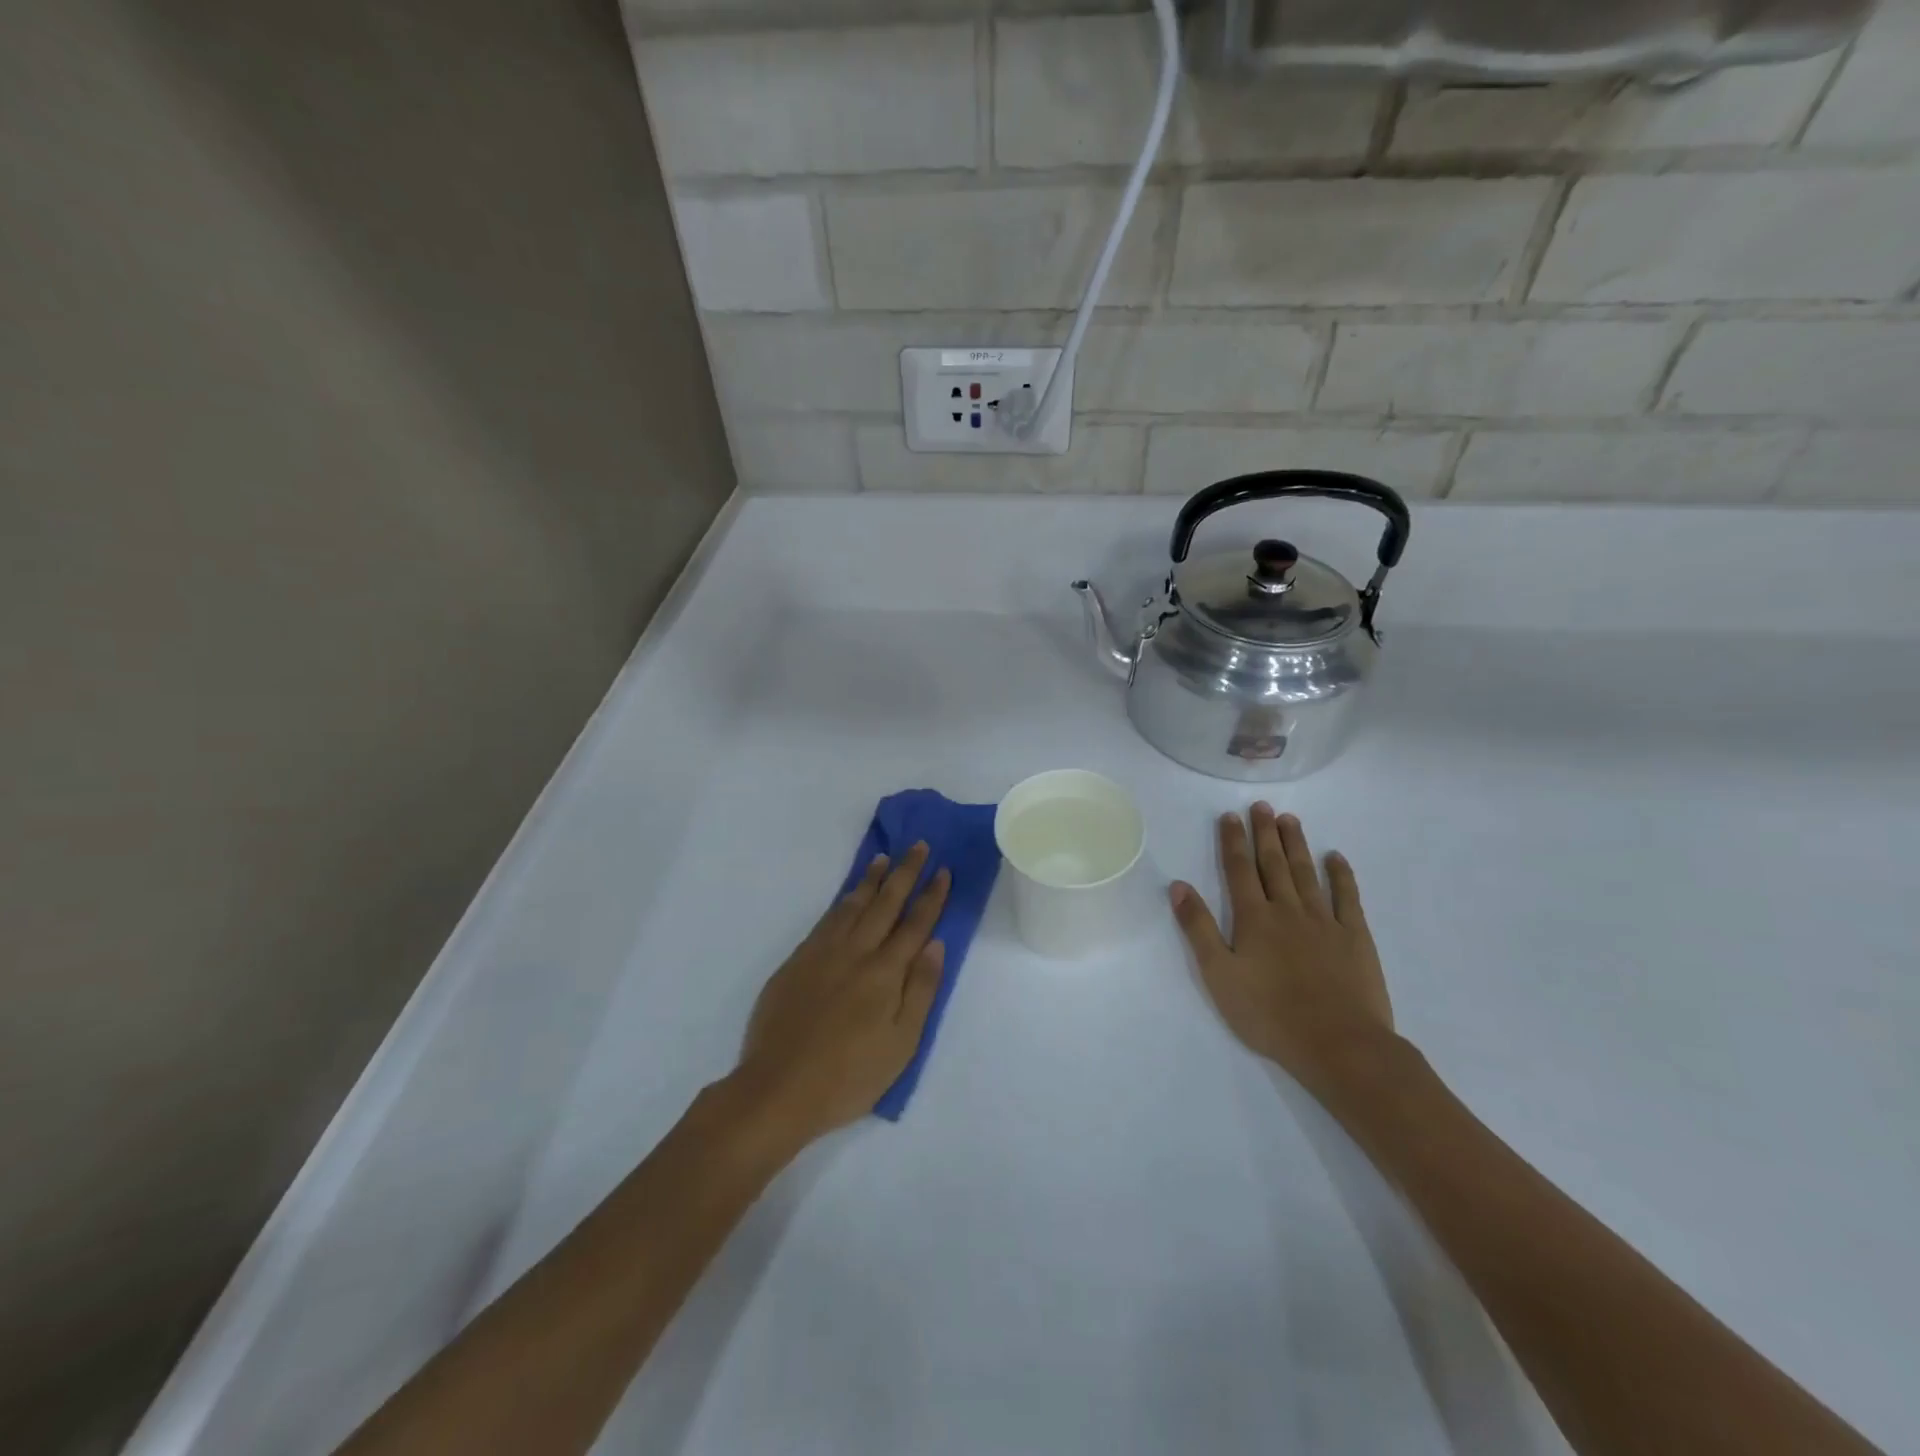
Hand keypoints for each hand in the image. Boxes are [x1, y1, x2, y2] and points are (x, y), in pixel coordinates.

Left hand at [733, 842, 950, 1146]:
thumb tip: (936, 944)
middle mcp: (856, 952)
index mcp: (885, 972)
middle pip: (885, 903)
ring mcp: (822, 953)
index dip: (931, 896)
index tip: (943, 870)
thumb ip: (921, 990)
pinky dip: (841, 901)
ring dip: (871, 880)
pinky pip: (825, 920)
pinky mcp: (797, 961)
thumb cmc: (849, 1075)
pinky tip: (848, 896)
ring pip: (852, 905)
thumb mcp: (902, 1044)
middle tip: (917, 846)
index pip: (915, 924)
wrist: (778, 1088)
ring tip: (883, 859)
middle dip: (905, 873)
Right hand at [1169, 804, 1394, 1101]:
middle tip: (1262, 806)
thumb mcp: (1218, 975)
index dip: (1233, 841)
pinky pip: (1348, 897)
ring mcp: (1325, 921)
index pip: (1238, 870)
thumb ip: (1198, 928)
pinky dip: (1341, 875)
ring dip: (1297, 844)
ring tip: (1290, 819)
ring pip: (1306, 873)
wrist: (1338, 1044)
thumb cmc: (1269, 1014)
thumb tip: (1178, 886)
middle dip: (1265, 833)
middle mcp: (1287, 910)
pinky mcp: (1355, 937)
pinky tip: (1336, 857)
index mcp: (1253, 918)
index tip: (1231, 816)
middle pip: (1273, 864)